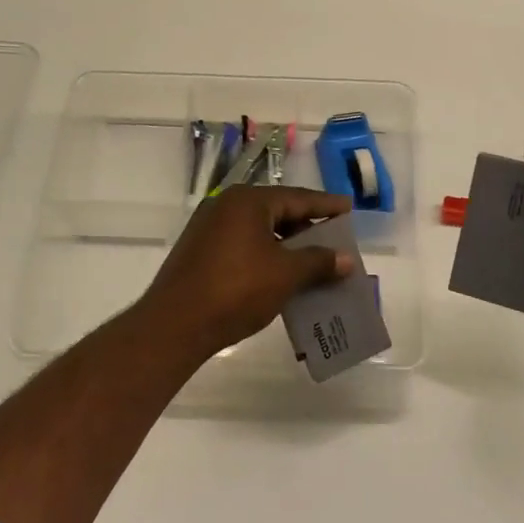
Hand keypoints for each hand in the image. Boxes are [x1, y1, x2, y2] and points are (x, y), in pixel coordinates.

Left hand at [137, 186, 353, 358]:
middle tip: (335, 238)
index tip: (349, 207)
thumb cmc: (236, 290)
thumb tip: (347, 259)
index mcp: (248, 201)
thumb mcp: (286, 274)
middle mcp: (226, 206)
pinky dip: (266, 255)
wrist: (175, 325)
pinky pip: (243, 245)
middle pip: (277, 211)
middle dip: (307, 227)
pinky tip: (281, 274)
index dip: (326, 205)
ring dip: (287, 245)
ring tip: (313, 260)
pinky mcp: (199, 251)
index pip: (298, 197)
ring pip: (259, 230)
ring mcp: (209, 228)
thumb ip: (319, 261)